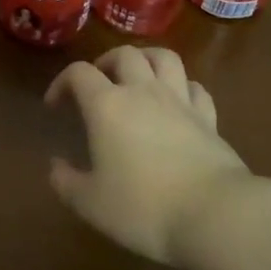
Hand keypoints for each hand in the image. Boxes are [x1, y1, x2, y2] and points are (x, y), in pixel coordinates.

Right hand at [45, 46, 250, 264]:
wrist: (214, 215)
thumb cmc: (144, 208)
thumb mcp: (91, 204)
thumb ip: (66, 182)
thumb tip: (56, 165)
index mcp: (107, 105)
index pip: (79, 73)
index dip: (62, 82)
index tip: (56, 105)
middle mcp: (143, 91)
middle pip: (124, 54)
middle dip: (106, 62)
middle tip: (99, 83)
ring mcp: (180, 100)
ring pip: (164, 57)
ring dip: (147, 59)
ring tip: (138, 77)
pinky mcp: (208, 117)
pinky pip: (195, 87)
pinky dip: (182, 87)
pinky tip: (177, 101)